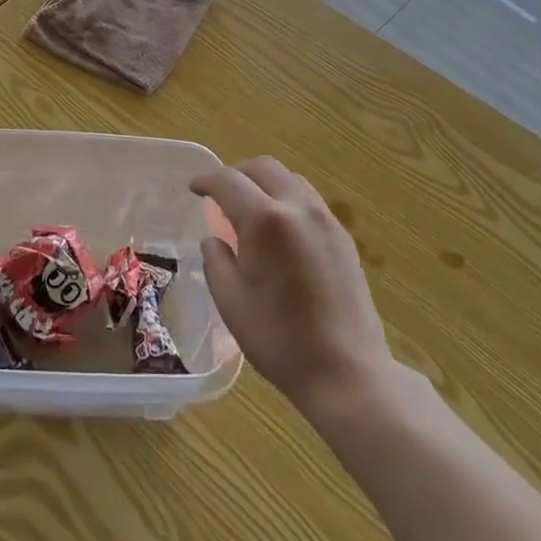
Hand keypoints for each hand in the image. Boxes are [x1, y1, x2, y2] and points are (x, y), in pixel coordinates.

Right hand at [192, 157, 393, 416]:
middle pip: (264, 168)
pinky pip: (309, 200)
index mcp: (266, 220)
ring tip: (249, 207)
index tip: (194, 188)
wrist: (346, 372)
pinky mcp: (343, 237)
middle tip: (219, 193)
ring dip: (264, 182)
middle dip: (237, 173)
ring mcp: (326, 220)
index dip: (207, 180)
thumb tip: (214, 240)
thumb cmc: (280, 340)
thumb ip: (216, 262)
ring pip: (290, 179)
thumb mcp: (231, 302)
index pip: (229, 181)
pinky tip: (279, 228)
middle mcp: (298, 208)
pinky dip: (286, 198)